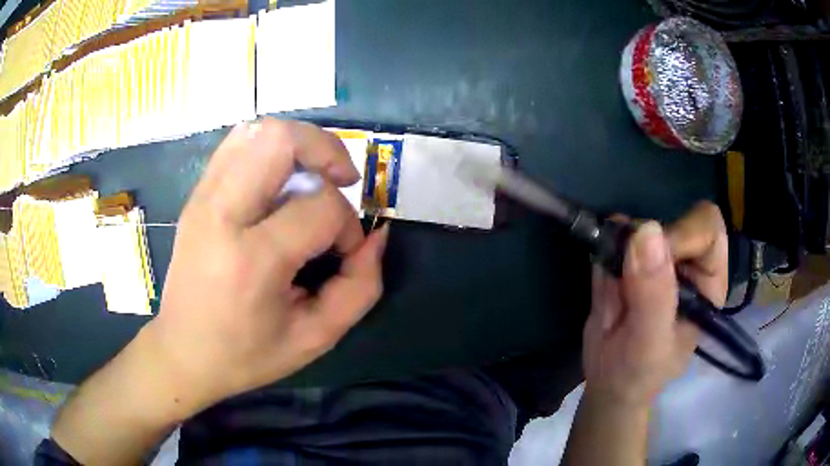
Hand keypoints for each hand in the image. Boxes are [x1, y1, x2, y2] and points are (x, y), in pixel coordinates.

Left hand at [146, 118, 387, 415]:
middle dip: (326, 150)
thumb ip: (360, 286)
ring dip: (298, 144)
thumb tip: (376, 235)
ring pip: (257, 130)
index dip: (347, 225)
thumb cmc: (247, 354)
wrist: (183, 352)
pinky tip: (279, 180)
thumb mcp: (315, 337)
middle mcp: (221, 214)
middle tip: (340, 181)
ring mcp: (203, 198)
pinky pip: (237, 143)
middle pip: (281, 139)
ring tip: (311, 177)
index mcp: (252, 260)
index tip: (342, 254)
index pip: (320, 206)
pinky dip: (270, 148)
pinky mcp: (196, 194)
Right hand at [582, 201, 727, 406]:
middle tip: (626, 271)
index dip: (683, 233)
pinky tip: (604, 280)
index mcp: (707, 281)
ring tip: (613, 286)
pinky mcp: (628, 257)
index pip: (708, 231)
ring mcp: (657, 258)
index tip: (652, 257)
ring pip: (642, 221)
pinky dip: (604, 245)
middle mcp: (687, 263)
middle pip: (676, 218)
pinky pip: (616, 232)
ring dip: (621, 243)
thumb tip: (647, 230)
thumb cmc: (639, 373)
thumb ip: (653, 294)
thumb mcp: (649, 343)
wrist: (607, 384)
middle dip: (647, 238)